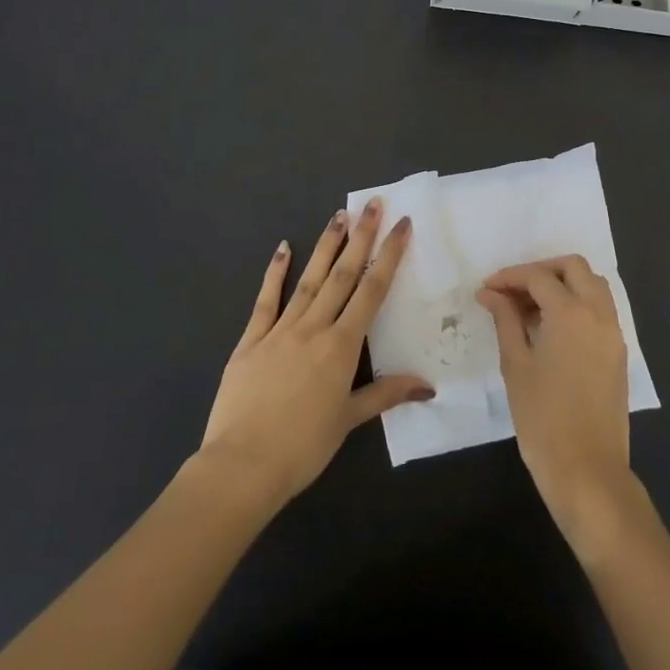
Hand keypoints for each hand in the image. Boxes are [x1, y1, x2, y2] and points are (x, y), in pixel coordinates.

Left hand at [199, 199, 432, 507]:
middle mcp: (314, 328)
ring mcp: (279, 330)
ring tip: (339, 215)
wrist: (242, 465)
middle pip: (342, 275)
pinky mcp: (250, 340)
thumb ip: (386, 394)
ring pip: (309, 280)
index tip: (401, 226)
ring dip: (325, 246)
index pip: (372, 291)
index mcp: (341, 346)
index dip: (388, 256)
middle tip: (372, 205)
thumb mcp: (349, 420)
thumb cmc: (303, 447)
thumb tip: (428, 385)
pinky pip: (265, 300)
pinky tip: (283, 248)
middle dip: (361, 238)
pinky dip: (275, 273)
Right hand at [477, 256, 642, 556]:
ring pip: (592, 285)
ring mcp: (614, 333)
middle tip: (512, 291)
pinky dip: (577, 304)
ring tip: (530, 308)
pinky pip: (601, 309)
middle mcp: (599, 313)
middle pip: (573, 267)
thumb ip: (505, 320)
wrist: (587, 470)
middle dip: (541, 271)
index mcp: (571, 312)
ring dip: (562, 284)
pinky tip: (551, 328)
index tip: (487, 290)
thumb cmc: (542, 418)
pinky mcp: (618, 352)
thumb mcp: (516, 365)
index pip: (538, 277)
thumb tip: (490, 293)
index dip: (509, 278)